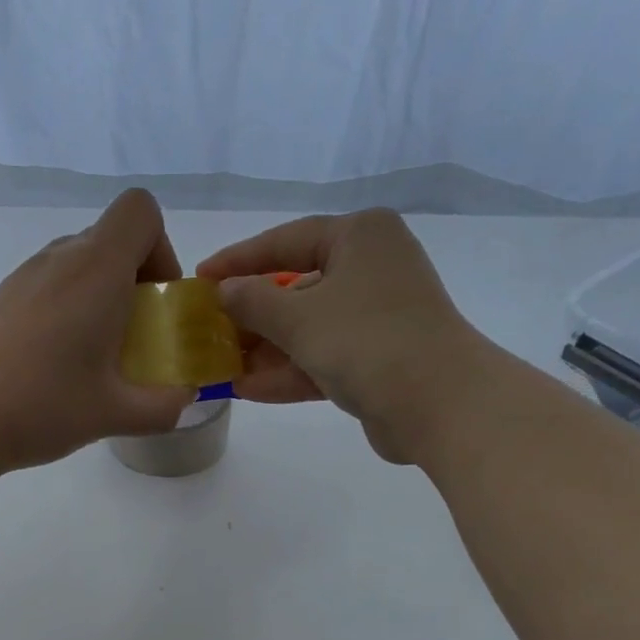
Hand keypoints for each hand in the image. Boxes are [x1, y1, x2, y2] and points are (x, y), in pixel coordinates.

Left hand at [0, 189, 194, 479]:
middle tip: (135, 341)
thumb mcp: (114, 414)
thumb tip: (184, 398)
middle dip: (136, 283)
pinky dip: (70, 311)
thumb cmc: (40, 407)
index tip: (158, 303)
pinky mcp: (0, 298)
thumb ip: (163, 406)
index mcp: (96, 269)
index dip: (162, 249)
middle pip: (112, 240)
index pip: (140, 211)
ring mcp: (24, 275)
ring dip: (101, 300)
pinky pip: (51, 286)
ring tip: (97, 360)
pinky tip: (57, 366)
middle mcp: (59, 257)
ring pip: (80, 265)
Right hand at [197, 209, 478, 463]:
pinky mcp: (379, 360)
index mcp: (360, 237)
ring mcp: (377, 317)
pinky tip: (248, 390)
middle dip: (252, 316)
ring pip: (309, 328)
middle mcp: (372, 268)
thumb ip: (253, 301)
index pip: (286, 240)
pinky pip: (323, 359)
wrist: (438, 403)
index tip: (202, 278)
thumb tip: (225, 291)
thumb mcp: (298, 317)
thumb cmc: (366, 340)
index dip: (239, 260)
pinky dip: (289, 372)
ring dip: (266, 351)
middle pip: (297, 287)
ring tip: (220, 367)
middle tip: (209, 331)